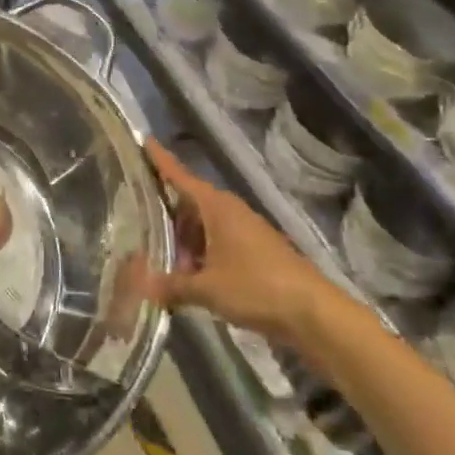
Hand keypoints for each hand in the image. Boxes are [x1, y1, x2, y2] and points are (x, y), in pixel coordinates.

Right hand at [142, 140, 338, 341]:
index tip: (145, 140)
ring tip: (166, 263)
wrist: (314, 313)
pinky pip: (220, 243)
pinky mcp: (258, 251)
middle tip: (142, 226)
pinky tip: (193, 277)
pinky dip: (204, 254)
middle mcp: (230, 210)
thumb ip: (171, 285)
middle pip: (191, 204)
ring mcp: (246, 230)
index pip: (180, 176)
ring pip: (206, 227)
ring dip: (187, 242)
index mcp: (216, 207)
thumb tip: (139, 285)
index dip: (161, 160)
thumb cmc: (256, 287)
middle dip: (168, 217)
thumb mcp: (207, 289)